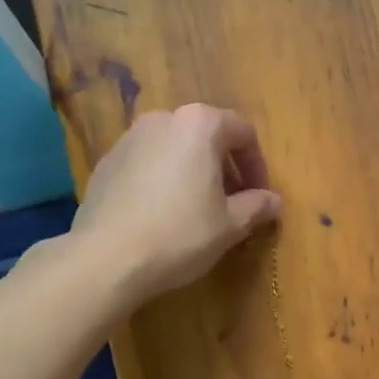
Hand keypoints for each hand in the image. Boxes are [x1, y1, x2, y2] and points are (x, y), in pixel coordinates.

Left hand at [72, 104, 280, 305]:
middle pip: (206, 136)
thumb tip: (273, 201)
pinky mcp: (105, 163)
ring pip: (174, 149)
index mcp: (199, 125)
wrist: (106, 258)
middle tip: (233, 203)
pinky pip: (147, 164)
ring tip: (198, 210)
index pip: (243, 132)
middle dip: (225, 168)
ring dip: (193, 173)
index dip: (258, 166)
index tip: (260, 198)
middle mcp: (162, 119)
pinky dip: (163, 181)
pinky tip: (162, 216)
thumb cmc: (180, 234)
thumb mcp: (229, 225)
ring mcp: (128, 139)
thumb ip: (256, 206)